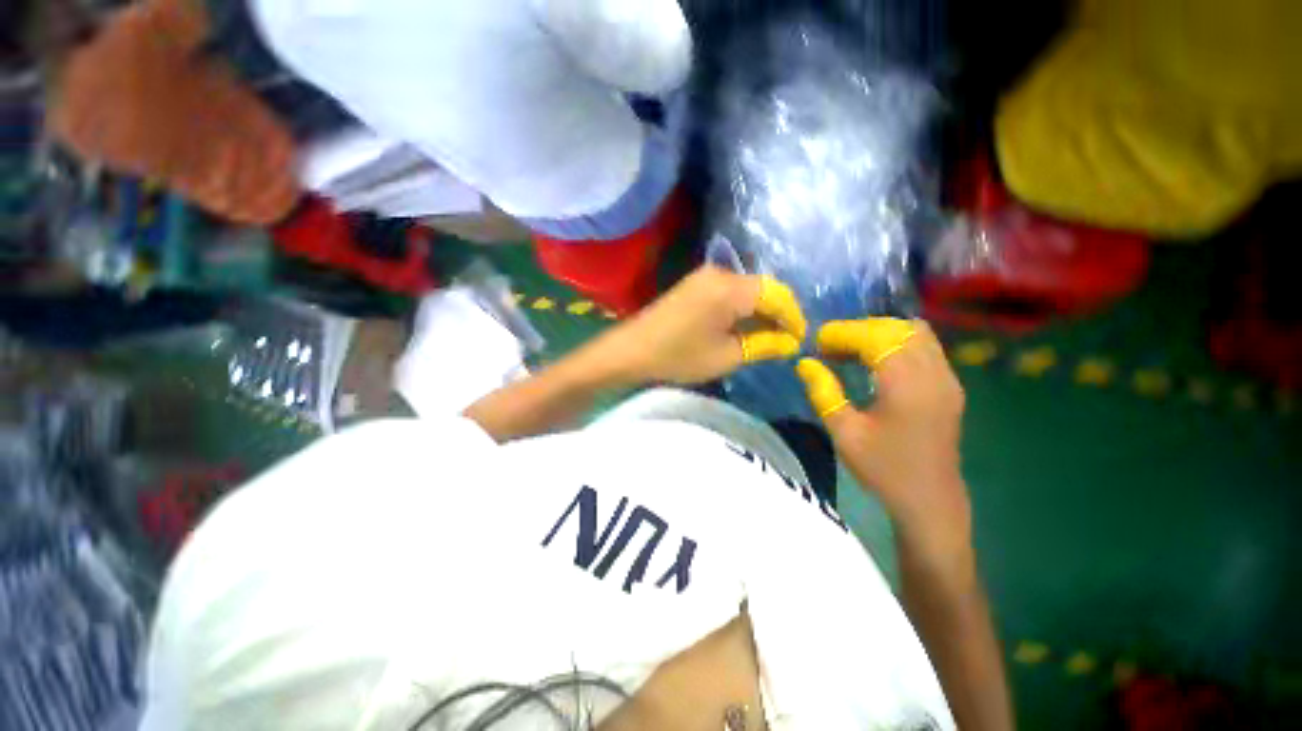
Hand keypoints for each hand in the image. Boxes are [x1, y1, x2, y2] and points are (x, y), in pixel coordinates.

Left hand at [593, 265, 806, 385]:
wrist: (631, 349)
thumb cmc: (679, 356)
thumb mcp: (727, 356)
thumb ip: (764, 345)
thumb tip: (790, 342)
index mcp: (732, 288)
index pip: (778, 295)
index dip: (794, 318)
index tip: (801, 340)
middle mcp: (721, 273)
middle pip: (764, 288)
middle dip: (779, 313)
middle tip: (786, 341)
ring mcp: (705, 276)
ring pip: (748, 289)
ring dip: (761, 311)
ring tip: (769, 337)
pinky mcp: (695, 284)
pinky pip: (730, 291)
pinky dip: (743, 308)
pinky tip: (744, 326)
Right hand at [796, 320, 971, 562]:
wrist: (930, 501)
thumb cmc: (883, 469)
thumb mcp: (844, 433)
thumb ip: (824, 393)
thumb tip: (805, 363)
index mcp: (907, 386)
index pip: (875, 338)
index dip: (843, 333)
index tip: (817, 341)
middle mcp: (934, 374)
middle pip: (897, 328)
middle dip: (860, 329)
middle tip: (831, 346)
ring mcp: (947, 378)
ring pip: (915, 332)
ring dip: (881, 332)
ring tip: (852, 349)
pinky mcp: (950, 385)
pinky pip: (925, 346)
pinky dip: (898, 342)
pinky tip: (877, 360)